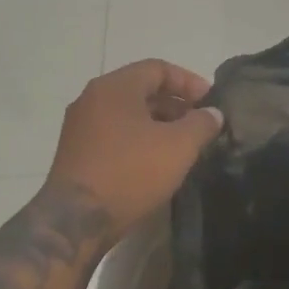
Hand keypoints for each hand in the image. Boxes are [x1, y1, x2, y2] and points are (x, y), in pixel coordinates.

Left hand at [43, 60, 222, 238]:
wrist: (76, 220)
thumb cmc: (130, 172)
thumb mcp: (178, 146)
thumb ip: (201, 124)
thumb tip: (213, 113)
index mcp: (115, 87)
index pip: (157, 68)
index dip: (189, 82)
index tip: (211, 102)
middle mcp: (92, 98)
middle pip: (141, 90)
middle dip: (175, 104)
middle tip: (200, 124)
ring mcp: (80, 126)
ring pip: (127, 114)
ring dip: (157, 124)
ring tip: (182, 145)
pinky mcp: (76, 152)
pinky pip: (114, 134)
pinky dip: (138, 139)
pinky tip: (155, 161)